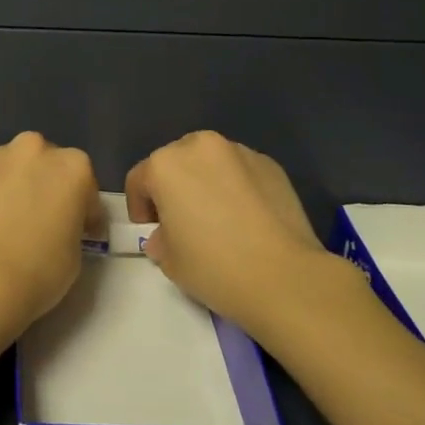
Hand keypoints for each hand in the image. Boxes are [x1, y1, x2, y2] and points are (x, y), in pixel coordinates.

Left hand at [0, 132, 96, 339]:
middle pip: (47, 164)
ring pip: (14, 167)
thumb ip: (70, 224)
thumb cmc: (38, 269)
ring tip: (8, 220)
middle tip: (42, 219)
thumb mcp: (75, 252)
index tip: (80, 231)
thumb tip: (58, 225)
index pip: (86, 187)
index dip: (85, 212)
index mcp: (73, 166)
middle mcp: (35, 149)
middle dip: (47, 186)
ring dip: (16, 185)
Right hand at [126, 131, 350, 331]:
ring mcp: (239, 152)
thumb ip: (160, 239)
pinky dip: (236, 187)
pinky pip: (241, 172)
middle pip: (175, 163)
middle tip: (183, 222)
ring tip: (219, 218)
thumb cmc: (215, 267)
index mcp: (165, 165)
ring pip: (210, 163)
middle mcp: (199, 147)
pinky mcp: (270, 164)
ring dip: (206, 183)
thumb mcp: (169, 261)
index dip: (140, 208)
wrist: (285, 277)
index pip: (139, 180)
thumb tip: (168, 235)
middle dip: (174, 188)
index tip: (151, 232)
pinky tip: (248, 218)